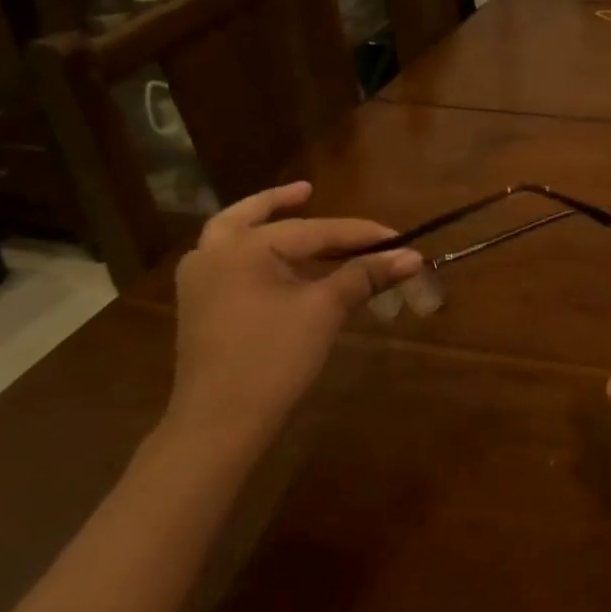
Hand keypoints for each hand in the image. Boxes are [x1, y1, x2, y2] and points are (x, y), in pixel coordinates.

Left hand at [168, 182, 421, 452]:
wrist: (220, 422)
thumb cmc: (274, 358)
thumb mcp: (324, 311)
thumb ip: (365, 276)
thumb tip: (412, 257)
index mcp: (244, 247)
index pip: (314, 231)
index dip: (360, 234)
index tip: (398, 238)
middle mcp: (213, 254)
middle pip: (252, 215)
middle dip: (282, 202)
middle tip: (309, 190)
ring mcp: (199, 281)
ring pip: (230, 235)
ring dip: (260, 221)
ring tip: (287, 212)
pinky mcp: (199, 306)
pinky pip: (227, 261)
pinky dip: (251, 249)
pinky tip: (272, 260)